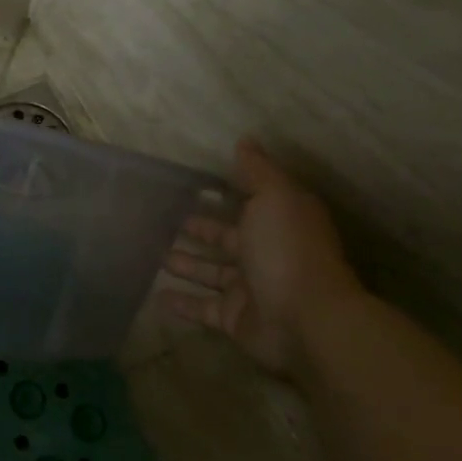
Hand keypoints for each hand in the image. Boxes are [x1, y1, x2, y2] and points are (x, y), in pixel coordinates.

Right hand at [159, 138, 361, 377]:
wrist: (306, 319)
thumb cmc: (288, 250)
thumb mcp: (275, 197)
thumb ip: (258, 171)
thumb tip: (245, 140)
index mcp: (277, 222)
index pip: (246, 204)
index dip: (223, 195)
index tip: (192, 186)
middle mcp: (264, 253)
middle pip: (225, 239)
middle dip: (199, 229)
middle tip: (165, 220)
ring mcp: (249, 288)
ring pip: (211, 272)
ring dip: (186, 264)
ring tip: (155, 254)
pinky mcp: (234, 318)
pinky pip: (203, 307)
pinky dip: (182, 303)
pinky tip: (157, 296)